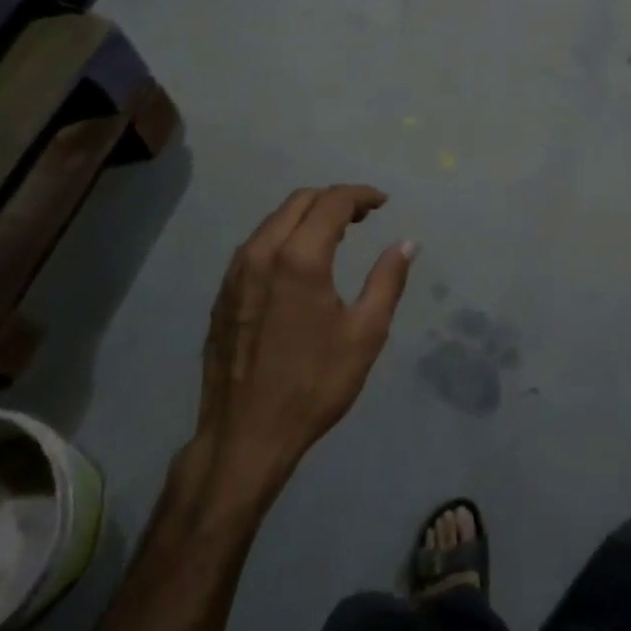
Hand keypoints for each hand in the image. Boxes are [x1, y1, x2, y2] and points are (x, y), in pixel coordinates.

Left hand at [191, 185, 414, 503]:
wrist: (245, 434)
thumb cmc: (313, 385)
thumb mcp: (364, 334)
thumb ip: (387, 280)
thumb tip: (406, 243)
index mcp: (299, 258)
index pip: (332, 202)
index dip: (361, 195)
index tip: (383, 203)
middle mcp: (261, 252)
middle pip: (299, 201)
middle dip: (334, 199)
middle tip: (363, 216)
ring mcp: (236, 271)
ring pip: (274, 220)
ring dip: (307, 215)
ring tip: (336, 233)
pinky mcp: (223, 291)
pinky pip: (256, 244)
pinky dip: (284, 236)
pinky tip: (299, 261)